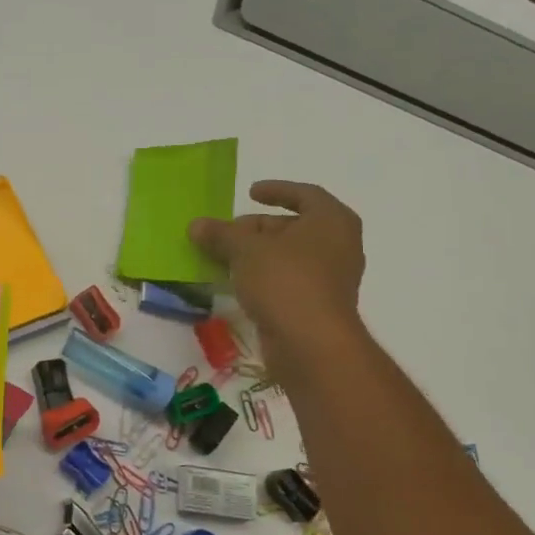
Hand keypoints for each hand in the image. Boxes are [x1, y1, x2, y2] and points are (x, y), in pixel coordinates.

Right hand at [188, 180, 365, 363]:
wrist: (310, 343)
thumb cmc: (285, 281)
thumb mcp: (245, 250)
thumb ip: (221, 234)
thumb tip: (196, 224)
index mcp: (332, 220)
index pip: (304, 194)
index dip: (276, 191)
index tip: (250, 192)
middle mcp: (338, 245)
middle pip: (293, 227)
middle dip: (257, 228)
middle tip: (226, 233)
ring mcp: (330, 278)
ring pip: (288, 256)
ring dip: (256, 255)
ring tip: (223, 257)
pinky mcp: (316, 305)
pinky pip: (286, 281)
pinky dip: (263, 277)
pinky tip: (235, 283)